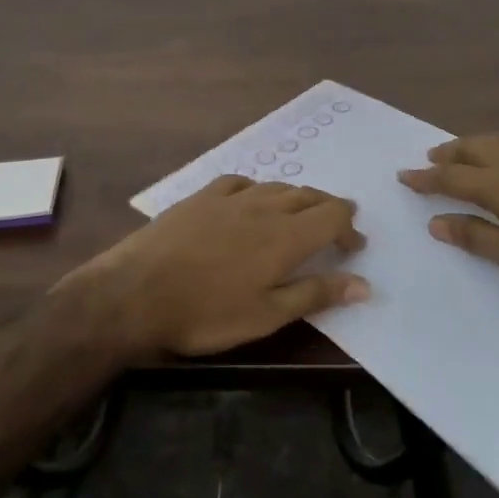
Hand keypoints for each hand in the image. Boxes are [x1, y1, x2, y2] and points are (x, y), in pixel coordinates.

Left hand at [58, 177, 368, 356]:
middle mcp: (263, 206)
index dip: (349, 227)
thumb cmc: (206, 313)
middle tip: (337, 229)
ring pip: (276, 186)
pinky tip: (251, 199)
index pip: (332, 215)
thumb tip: (364, 285)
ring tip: (300, 214)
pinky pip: (240, 182)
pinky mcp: (200, 196)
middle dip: (328, 209)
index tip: (354, 247)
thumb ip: (315, 294)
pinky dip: (257, 189)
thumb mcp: (266, 315)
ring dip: (297, 198)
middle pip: (308, 195)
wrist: (135, 292)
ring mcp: (229, 197)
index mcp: (285, 236)